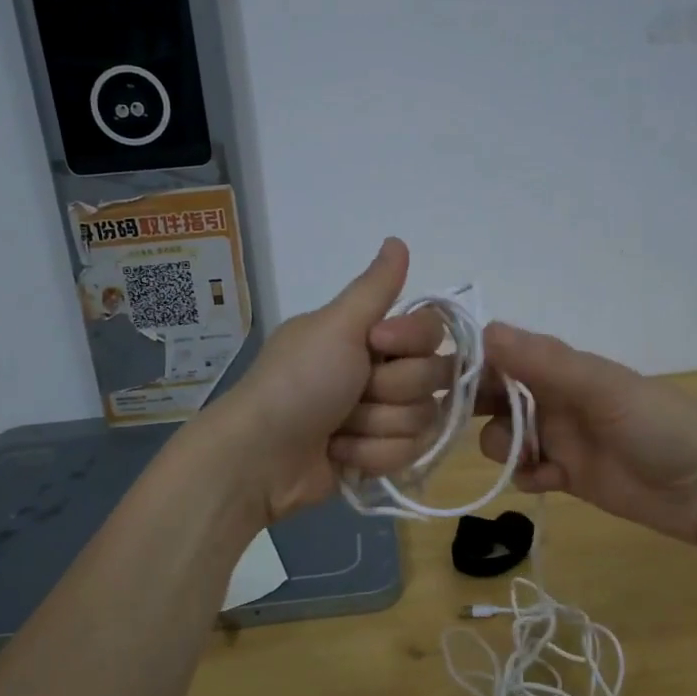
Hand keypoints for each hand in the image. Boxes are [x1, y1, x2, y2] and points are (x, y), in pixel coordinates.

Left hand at [215, 238, 453, 522]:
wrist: (261, 456)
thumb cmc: (298, 382)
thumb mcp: (335, 326)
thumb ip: (375, 287)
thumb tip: (397, 239)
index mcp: (372, 335)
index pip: (433, 330)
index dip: (412, 340)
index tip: (376, 344)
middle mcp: (383, 370)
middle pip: (434, 377)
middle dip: (390, 390)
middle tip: (351, 394)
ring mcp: (384, 415)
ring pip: (424, 419)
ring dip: (376, 426)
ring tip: (338, 428)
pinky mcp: (382, 454)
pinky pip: (410, 453)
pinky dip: (371, 454)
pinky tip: (339, 452)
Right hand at [475, 323, 696, 545]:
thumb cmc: (657, 425)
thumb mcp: (601, 388)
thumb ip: (544, 362)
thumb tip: (484, 331)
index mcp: (561, 368)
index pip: (502, 355)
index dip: (472, 365)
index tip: (444, 381)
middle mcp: (554, 398)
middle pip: (496, 396)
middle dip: (477, 406)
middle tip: (459, 423)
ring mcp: (560, 437)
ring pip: (505, 435)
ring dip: (504, 445)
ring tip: (529, 457)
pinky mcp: (567, 475)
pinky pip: (527, 471)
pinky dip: (527, 475)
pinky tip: (548, 479)